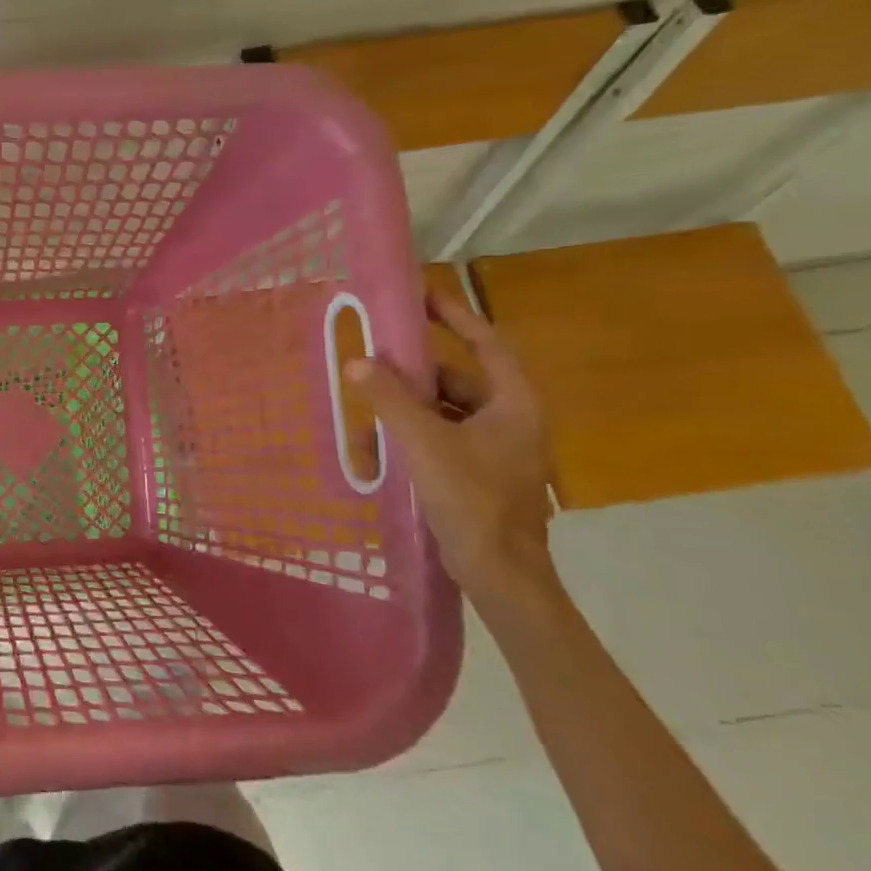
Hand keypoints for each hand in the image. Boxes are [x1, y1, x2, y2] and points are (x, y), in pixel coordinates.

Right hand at [344, 293, 560, 620]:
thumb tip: (357, 361)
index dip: (456, 316)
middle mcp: (509, 420)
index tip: (422, 296)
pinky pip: (439, 440)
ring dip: (405, 412)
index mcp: (513, 404)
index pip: (486, 344)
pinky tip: (378, 452)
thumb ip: (390, 400)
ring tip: (365, 416)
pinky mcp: (478, 474)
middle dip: (412, 376)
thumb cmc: (472, 500)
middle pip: (456, 380)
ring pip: (443, 413)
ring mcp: (495, 449)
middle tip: (372, 362)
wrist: (500, 573)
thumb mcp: (425, 443)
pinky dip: (411, 439)